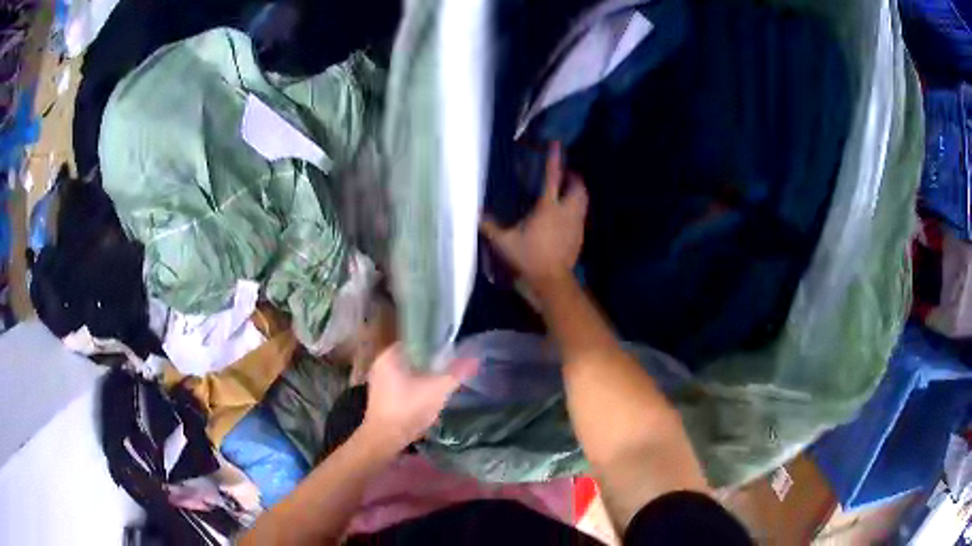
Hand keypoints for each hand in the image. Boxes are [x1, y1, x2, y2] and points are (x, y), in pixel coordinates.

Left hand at [362, 345, 477, 449]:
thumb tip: (476, 358)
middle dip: (431, 362)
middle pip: (412, 357)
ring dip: (424, 376)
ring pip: (408, 372)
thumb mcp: (437, 390)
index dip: (434, 344)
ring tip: (442, 380)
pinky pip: (402, 385)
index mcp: (389, 356)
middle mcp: (380, 365)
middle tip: (450, 366)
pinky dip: (416, 387)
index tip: (451, 350)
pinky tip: (429, 395)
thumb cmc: (408, 410)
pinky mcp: (382, 397)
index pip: (415, 340)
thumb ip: (456, 373)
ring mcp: (379, 382)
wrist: (385, 439)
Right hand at [481, 142, 587, 290]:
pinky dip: (577, 209)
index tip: (557, 145)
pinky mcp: (580, 236)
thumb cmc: (527, 258)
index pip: (552, 178)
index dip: (555, 160)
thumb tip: (474, 213)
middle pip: (578, 187)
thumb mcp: (504, 242)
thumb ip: (490, 226)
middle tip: (565, 175)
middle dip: (574, 177)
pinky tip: (567, 215)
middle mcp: (566, 212)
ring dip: (578, 192)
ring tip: (568, 191)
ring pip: (584, 200)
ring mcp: (576, 224)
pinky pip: (581, 215)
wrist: (551, 281)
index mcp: (548, 208)